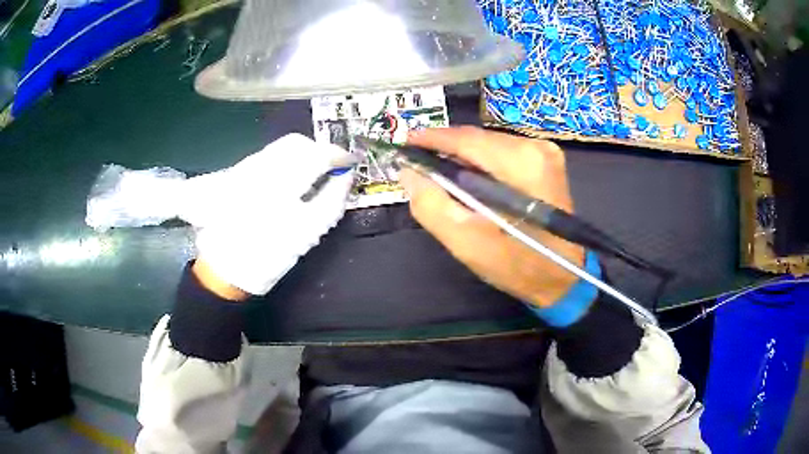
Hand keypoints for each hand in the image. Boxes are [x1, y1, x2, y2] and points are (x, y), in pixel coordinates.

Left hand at [182, 134, 353, 297]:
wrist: (222, 269)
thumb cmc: (268, 256)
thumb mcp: (307, 233)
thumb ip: (332, 200)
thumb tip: (346, 176)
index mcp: (281, 181)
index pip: (317, 153)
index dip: (338, 155)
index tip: (349, 163)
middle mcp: (259, 166)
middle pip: (297, 143)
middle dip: (318, 152)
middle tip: (329, 171)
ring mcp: (244, 167)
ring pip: (280, 148)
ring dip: (300, 157)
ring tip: (307, 179)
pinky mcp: (233, 173)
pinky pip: (265, 157)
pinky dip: (282, 164)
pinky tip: (284, 185)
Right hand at [400, 126, 584, 307]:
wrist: (563, 278)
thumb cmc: (517, 266)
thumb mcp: (467, 243)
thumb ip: (432, 205)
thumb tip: (409, 173)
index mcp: (520, 163)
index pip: (465, 139)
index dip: (430, 138)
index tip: (403, 143)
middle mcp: (535, 147)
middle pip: (477, 139)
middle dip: (445, 150)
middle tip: (419, 166)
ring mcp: (545, 152)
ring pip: (488, 145)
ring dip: (463, 158)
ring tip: (441, 177)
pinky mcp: (547, 161)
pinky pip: (502, 153)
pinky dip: (482, 165)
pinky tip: (471, 183)